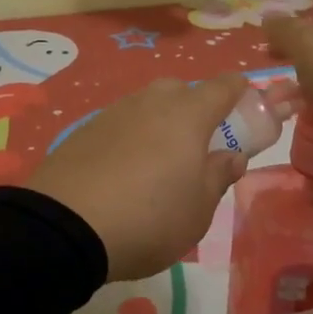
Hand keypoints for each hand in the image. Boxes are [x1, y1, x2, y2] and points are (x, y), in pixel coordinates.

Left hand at [28, 76, 248, 283]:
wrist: (65, 226)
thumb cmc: (149, 218)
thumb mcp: (198, 210)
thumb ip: (219, 176)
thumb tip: (232, 156)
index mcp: (188, 115)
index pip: (223, 87)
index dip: (239, 92)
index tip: (247, 105)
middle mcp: (151, 102)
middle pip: (181, 90)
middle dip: (195, 108)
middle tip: (199, 145)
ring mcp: (113, 112)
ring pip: (147, 105)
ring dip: (160, 123)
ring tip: (158, 163)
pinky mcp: (83, 130)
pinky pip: (120, 124)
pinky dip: (130, 138)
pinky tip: (123, 171)